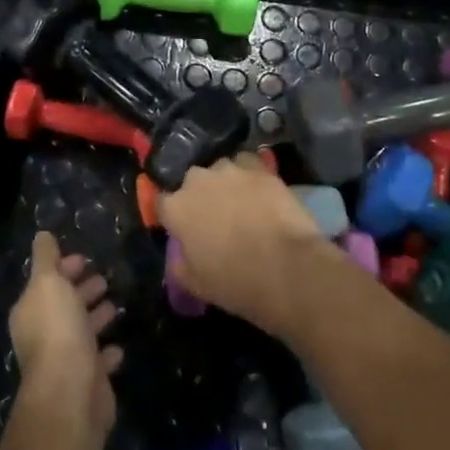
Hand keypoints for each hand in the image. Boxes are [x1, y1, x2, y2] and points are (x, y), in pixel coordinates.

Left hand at [9, 232, 122, 440]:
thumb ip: (45, 258)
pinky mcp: (86, 382)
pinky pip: (97, 361)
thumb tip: (41, 235)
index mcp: (30, 312)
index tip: (83, 259)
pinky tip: (117, 346)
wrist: (71, 391)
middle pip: (63, 307)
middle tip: (103, 279)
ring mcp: (65, 361)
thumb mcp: (48, 283)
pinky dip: (106, 352)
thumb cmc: (58, 329)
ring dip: (95, 318)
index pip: (45, 283)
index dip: (62, 269)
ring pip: (81, 332)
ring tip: (114, 304)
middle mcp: (43, 336)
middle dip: (81, 291)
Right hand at [157, 153, 335, 332]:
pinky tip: (259, 191)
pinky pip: (247, 164)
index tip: (181, 230)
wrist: (287, 268)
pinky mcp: (259, 168)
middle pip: (191, 182)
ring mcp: (230, 170)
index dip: (171, 217)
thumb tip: (178, 255)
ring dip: (225, 183)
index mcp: (177, 208)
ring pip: (220, 170)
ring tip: (240, 203)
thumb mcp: (196, 285)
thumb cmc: (236, 282)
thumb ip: (179, 265)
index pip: (162, 203)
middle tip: (213, 218)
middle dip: (199, 196)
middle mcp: (198, 180)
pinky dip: (250, 175)